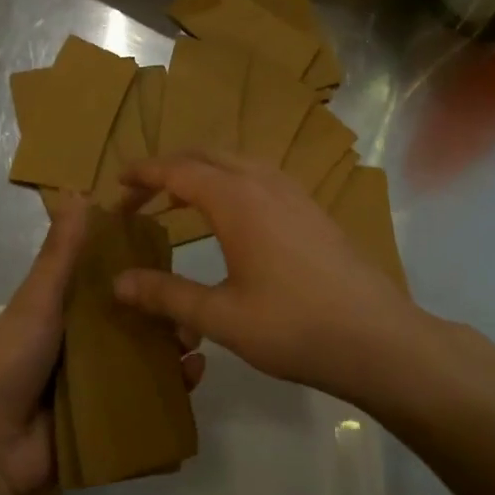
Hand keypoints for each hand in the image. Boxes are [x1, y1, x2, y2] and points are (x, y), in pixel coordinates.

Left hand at [0, 196, 206, 494]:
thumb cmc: (11, 361)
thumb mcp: (37, 300)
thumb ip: (60, 254)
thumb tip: (79, 193)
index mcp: (65, 311)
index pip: (109, 282)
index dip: (139, 269)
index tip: (171, 256)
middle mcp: (85, 342)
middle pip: (135, 320)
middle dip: (165, 312)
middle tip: (191, 307)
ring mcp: (99, 382)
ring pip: (147, 357)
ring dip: (174, 347)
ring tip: (195, 342)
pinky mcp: (112, 417)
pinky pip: (150, 397)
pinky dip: (174, 386)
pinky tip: (194, 375)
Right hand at [114, 152, 424, 404]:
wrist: (378, 338)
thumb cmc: (294, 327)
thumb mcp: (221, 317)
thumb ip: (166, 296)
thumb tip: (117, 283)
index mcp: (237, 200)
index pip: (178, 170)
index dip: (144, 174)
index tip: (116, 184)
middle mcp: (265, 183)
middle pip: (207, 155)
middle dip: (169, 168)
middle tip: (140, 194)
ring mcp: (294, 193)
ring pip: (237, 162)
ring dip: (202, 171)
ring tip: (178, 200)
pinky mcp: (312, 209)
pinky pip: (260, 176)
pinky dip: (231, 181)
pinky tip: (231, 215)